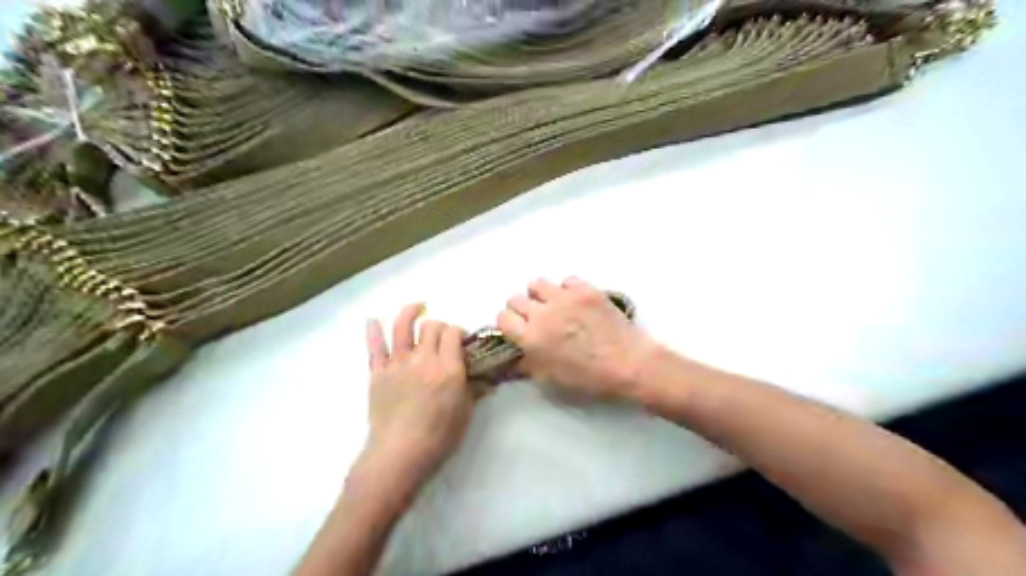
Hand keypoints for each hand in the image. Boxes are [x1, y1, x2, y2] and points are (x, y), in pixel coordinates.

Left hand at [362, 306, 475, 485]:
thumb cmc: (439, 437)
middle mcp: (423, 358)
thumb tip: (489, 381)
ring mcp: (397, 363)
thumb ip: (475, 390)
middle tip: (442, 337)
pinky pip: (374, 346)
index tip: (461, 340)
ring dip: (410, 312)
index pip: (452, 332)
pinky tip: (373, 319)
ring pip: (402, 326)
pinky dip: (373, 331)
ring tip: (417, 308)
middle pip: (431, 326)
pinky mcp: (377, 373)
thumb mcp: (465, 413)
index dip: (458, 331)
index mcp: (447, 367)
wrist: (399, 455)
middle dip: (440, 326)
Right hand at [498, 279, 657, 399]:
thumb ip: (528, 364)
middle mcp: (543, 313)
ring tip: (554, 306)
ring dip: (541, 295)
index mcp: (531, 338)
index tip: (517, 328)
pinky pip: (566, 281)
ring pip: (537, 284)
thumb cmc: (589, 379)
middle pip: (516, 298)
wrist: (629, 364)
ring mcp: (565, 298)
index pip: (502, 317)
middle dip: (522, 309)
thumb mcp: (551, 380)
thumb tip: (516, 355)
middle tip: (536, 318)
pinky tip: (576, 303)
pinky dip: (567, 290)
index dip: (508, 323)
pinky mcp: (585, 289)